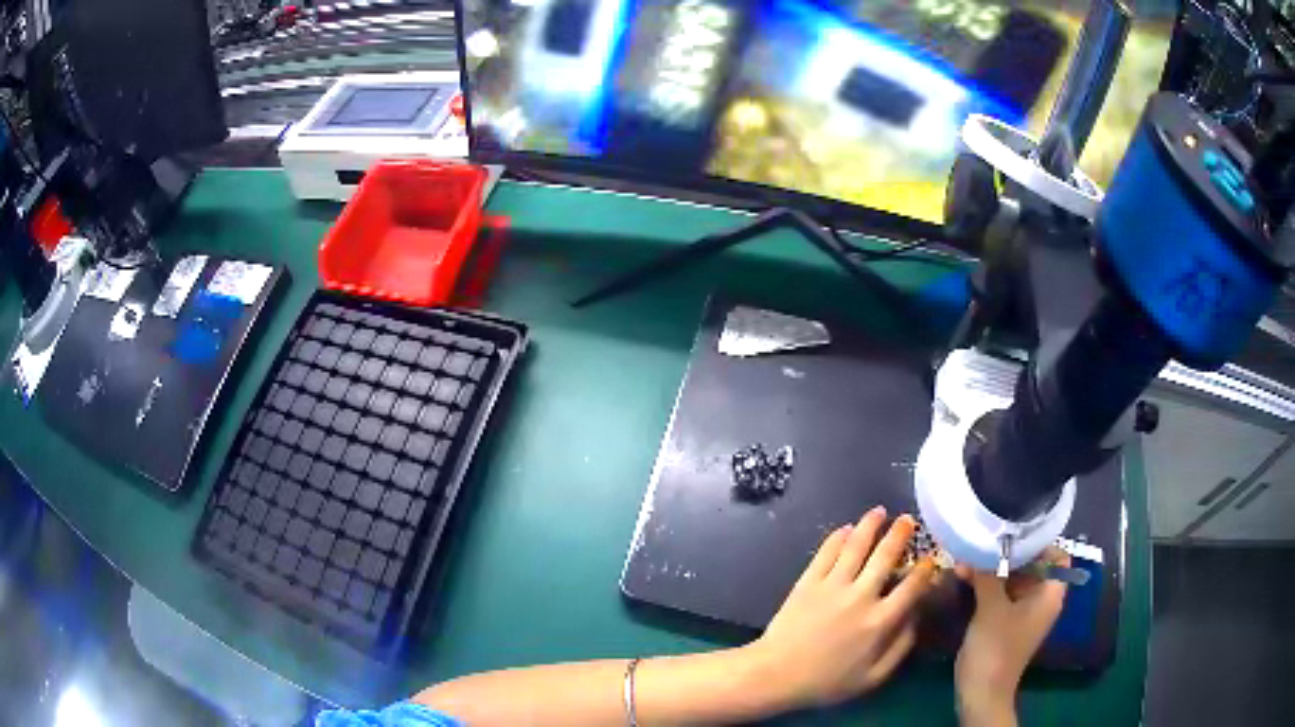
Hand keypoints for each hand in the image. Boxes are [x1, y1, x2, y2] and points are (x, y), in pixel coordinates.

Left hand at [744, 506, 936, 709]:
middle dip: (900, 534)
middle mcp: (861, 596)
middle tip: (908, 520)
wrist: (777, 674)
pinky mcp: (808, 581)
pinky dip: (838, 537)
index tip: (930, 558)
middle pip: (886, 556)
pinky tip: (846, 528)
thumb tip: (917, 618)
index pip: (911, 587)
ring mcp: (833, 585)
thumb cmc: (826, 682)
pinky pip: (827, 552)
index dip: (924, 570)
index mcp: (880, 621)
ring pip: (856, 546)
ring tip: (880, 511)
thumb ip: (900, 647)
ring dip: (870, 525)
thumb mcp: (873, 678)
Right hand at [954, 548, 1069, 723]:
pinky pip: (1002, 594)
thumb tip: (977, 547)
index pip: (1055, 556)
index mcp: (1049, 594)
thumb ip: (988, 574)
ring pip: (1014, 579)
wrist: (981, 693)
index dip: (1038, 542)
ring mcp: (1023, 612)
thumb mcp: (991, 608)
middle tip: (982, 543)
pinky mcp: (1006, 622)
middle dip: (1007, 554)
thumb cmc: (995, 648)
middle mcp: (1040, 599)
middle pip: (1032, 565)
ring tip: (967, 559)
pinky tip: (965, 578)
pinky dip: (988, 585)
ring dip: (993, 569)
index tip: (1012, 532)